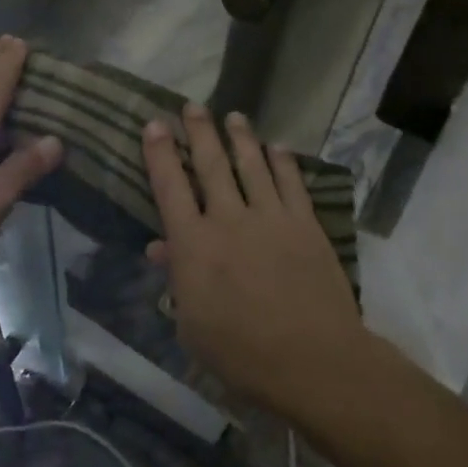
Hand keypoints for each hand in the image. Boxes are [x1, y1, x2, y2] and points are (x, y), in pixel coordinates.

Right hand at [142, 104, 363, 417]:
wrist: (313, 360)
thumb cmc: (241, 353)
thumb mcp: (192, 324)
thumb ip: (177, 279)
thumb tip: (161, 247)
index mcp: (194, 245)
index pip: (170, 187)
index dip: (159, 153)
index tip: (154, 124)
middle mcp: (229, 220)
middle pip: (211, 164)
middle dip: (199, 132)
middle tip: (192, 105)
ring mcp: (271, 218)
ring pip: (252, 165)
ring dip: (240, 137)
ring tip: (233, 116)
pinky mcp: (305, 225)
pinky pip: (291, 183)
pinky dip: (283, 161)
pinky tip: (277, 147)